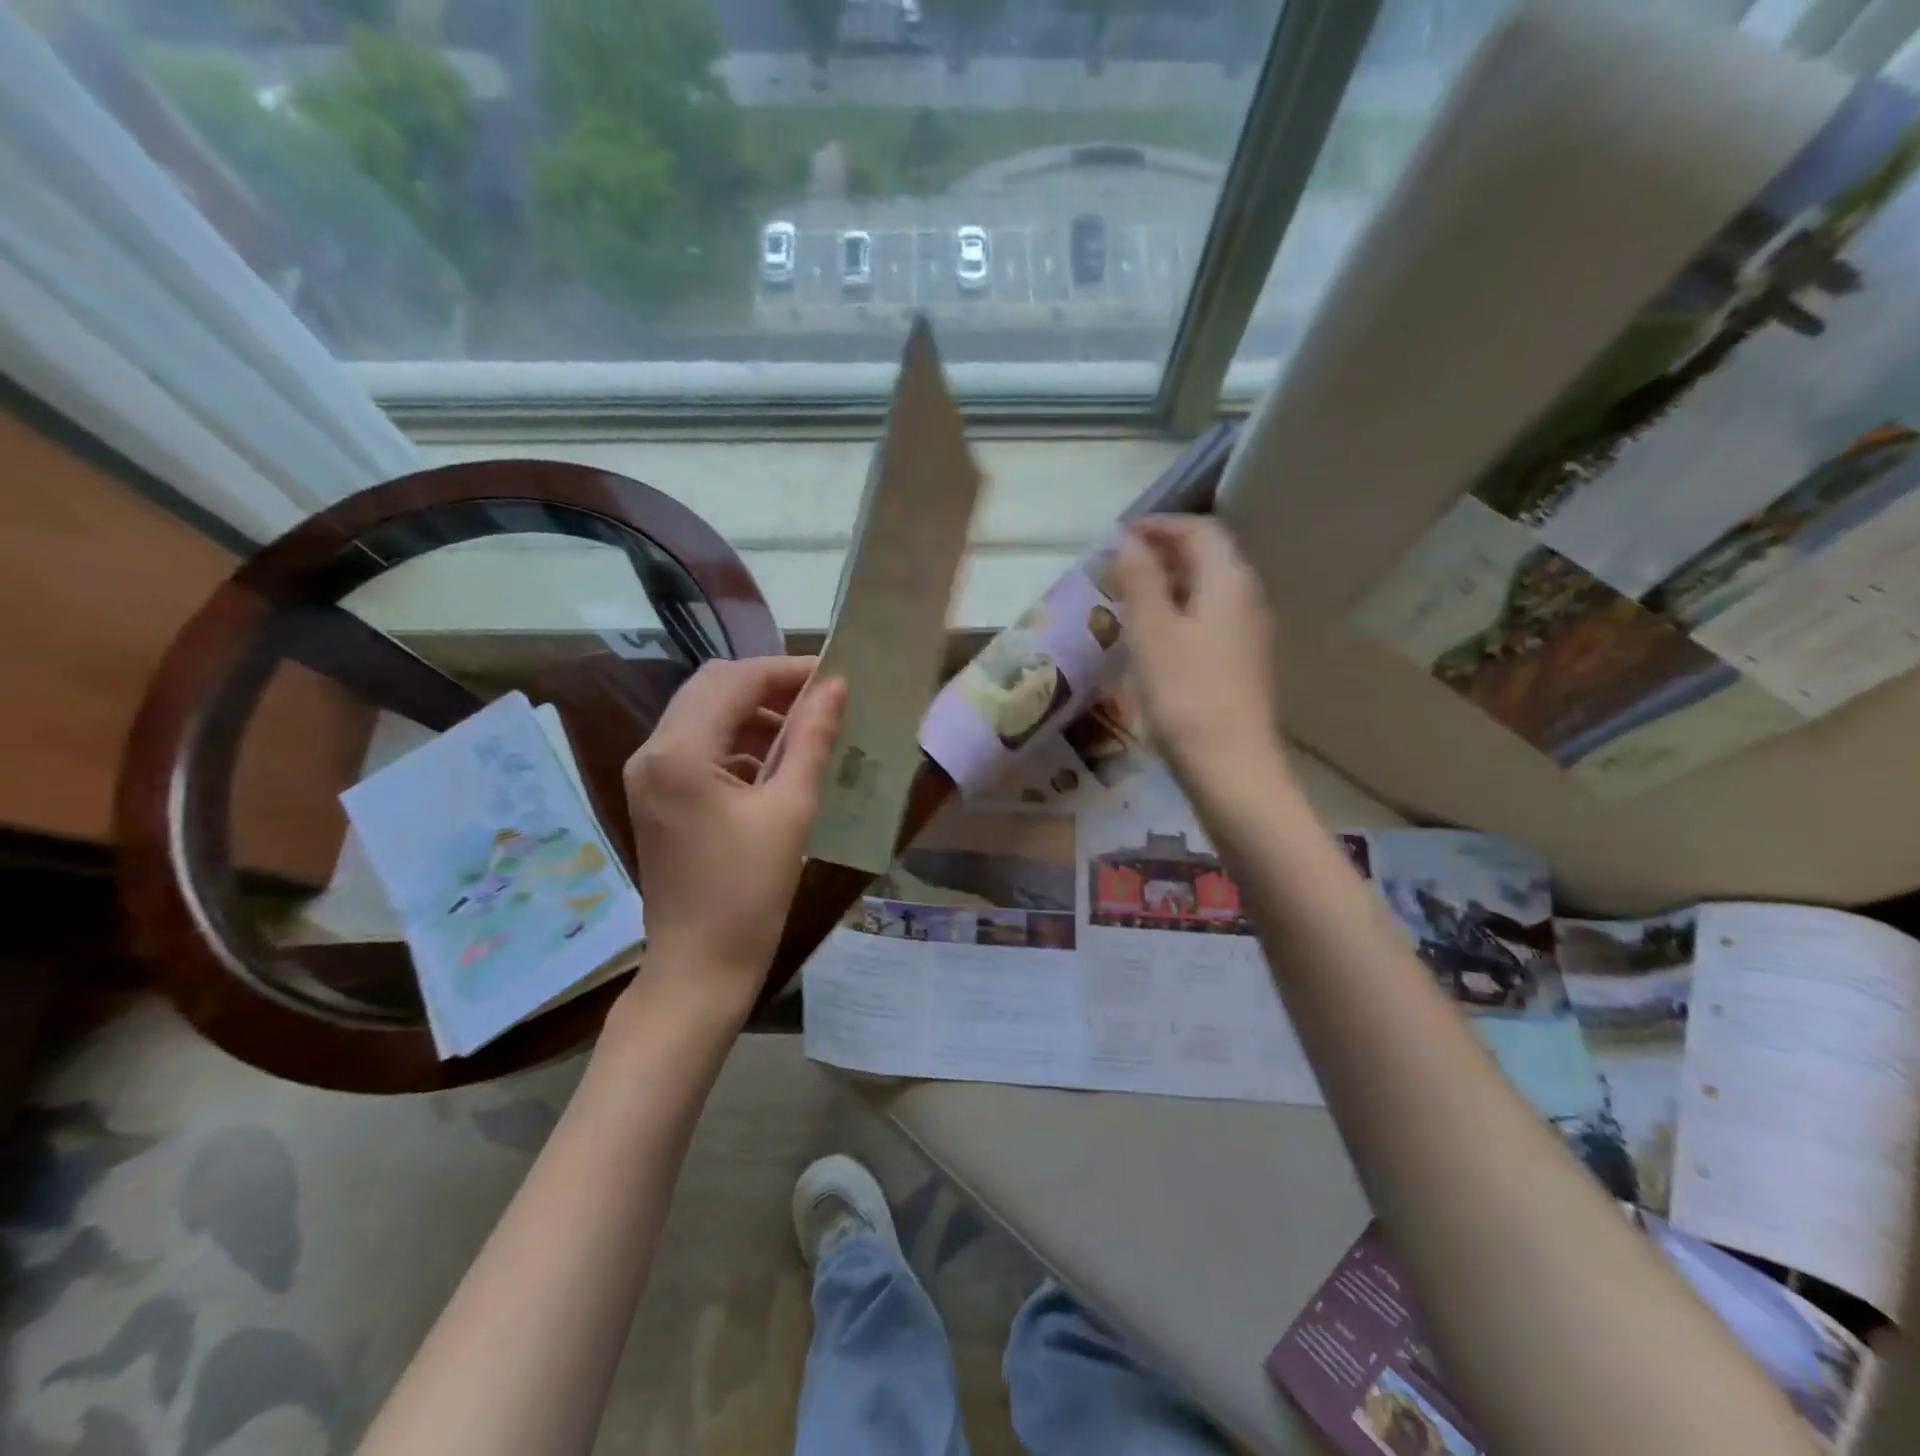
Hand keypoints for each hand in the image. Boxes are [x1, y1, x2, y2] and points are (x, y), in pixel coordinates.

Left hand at [619, 657, 845, 1015]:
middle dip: (769, 686)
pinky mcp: (656, 798)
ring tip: (806, 731)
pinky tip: (775, 764)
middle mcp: (652, 753)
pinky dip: (737, 742)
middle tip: (822, 700)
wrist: (698, 970)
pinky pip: (697, 747)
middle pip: (712, 688)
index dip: (787, 671)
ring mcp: (648, 776)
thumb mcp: (791, 811)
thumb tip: (836, 688)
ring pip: (703, 715)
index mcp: (679, 753)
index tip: (835, 677)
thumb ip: (812, 740)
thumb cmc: (748, 895)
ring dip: (753, 713)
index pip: (735, 681)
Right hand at [1112, 517, 1284, 795]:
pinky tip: (1152, 635)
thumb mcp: (1153, 633)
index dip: (1160, 525)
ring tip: (1129, 595)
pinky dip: (1179, 610)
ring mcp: (1248, 634)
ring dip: (1170, 582)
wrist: (1231, 768)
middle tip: (1119, 563)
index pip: (1200, 531)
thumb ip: (1140, 580)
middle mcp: (1247, 599)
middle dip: (1164, 551)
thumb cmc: (1186, 696)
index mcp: (1229, 582)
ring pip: (1208, 589)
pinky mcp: (1240, 663)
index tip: (1119, 536)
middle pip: (1209, 556)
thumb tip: (1128, 541)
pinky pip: (1209, 618)